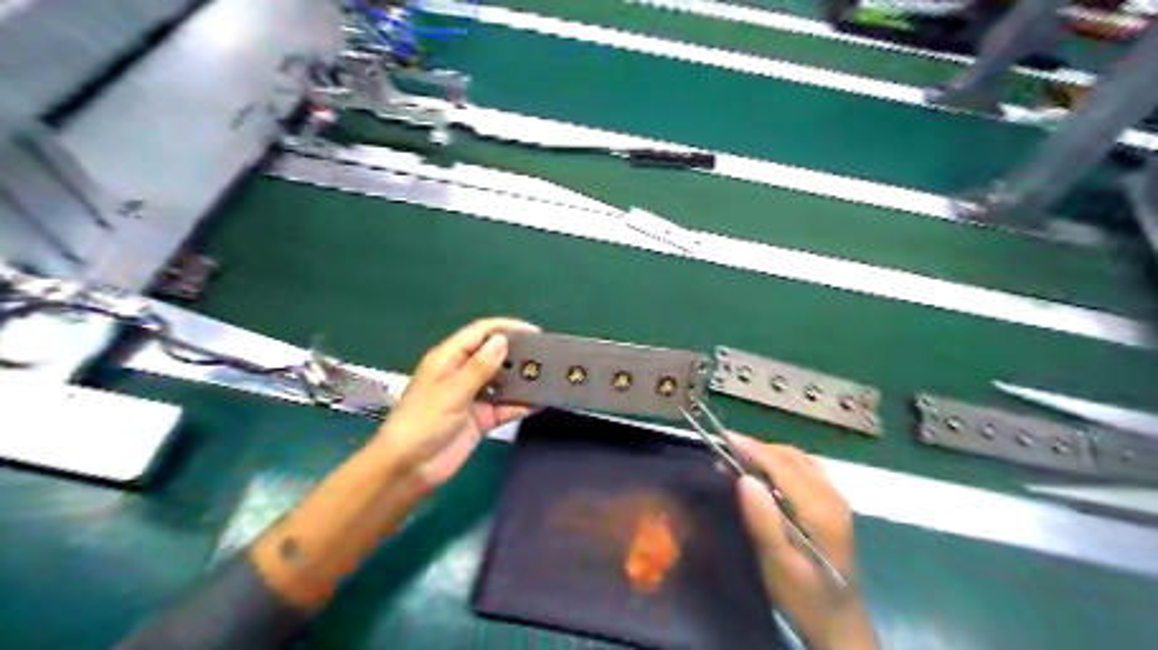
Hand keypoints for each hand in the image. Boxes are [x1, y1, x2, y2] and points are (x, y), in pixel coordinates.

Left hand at [368, 317, 539, 491]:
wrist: (408, 468)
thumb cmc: (422, 423)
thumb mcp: (451, 392)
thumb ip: (479, 367)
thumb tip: (503, 340)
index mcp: (449, 359)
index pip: (480, 333)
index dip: (506, 328)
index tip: (534, 332)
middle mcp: (463, 373)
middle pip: (494, 355)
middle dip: (518, 353)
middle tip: (548, 355)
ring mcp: (474, 397)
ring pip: (503, 381)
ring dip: (523, 379)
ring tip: (551, 376)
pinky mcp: (482, 419)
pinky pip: (506, 407)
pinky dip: (521, 405)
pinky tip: (541, 402)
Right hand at [732, 435, 877, 649]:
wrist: (841, 628)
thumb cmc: (805, 600)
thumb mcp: (778, 566)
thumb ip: (763, 522)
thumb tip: (745, 479)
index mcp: (820, 509)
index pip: (781, 464)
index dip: (752, 448)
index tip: (723, 437)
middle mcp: (832, 496)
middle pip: (792, 456)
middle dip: (758, 448)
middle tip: (725, 450)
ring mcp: (836, 500)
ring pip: (800, 460)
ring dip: (770, 453)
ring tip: (740, 458)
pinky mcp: (834, 507)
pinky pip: (806, 470)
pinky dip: (782, 463)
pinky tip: (766, 474)